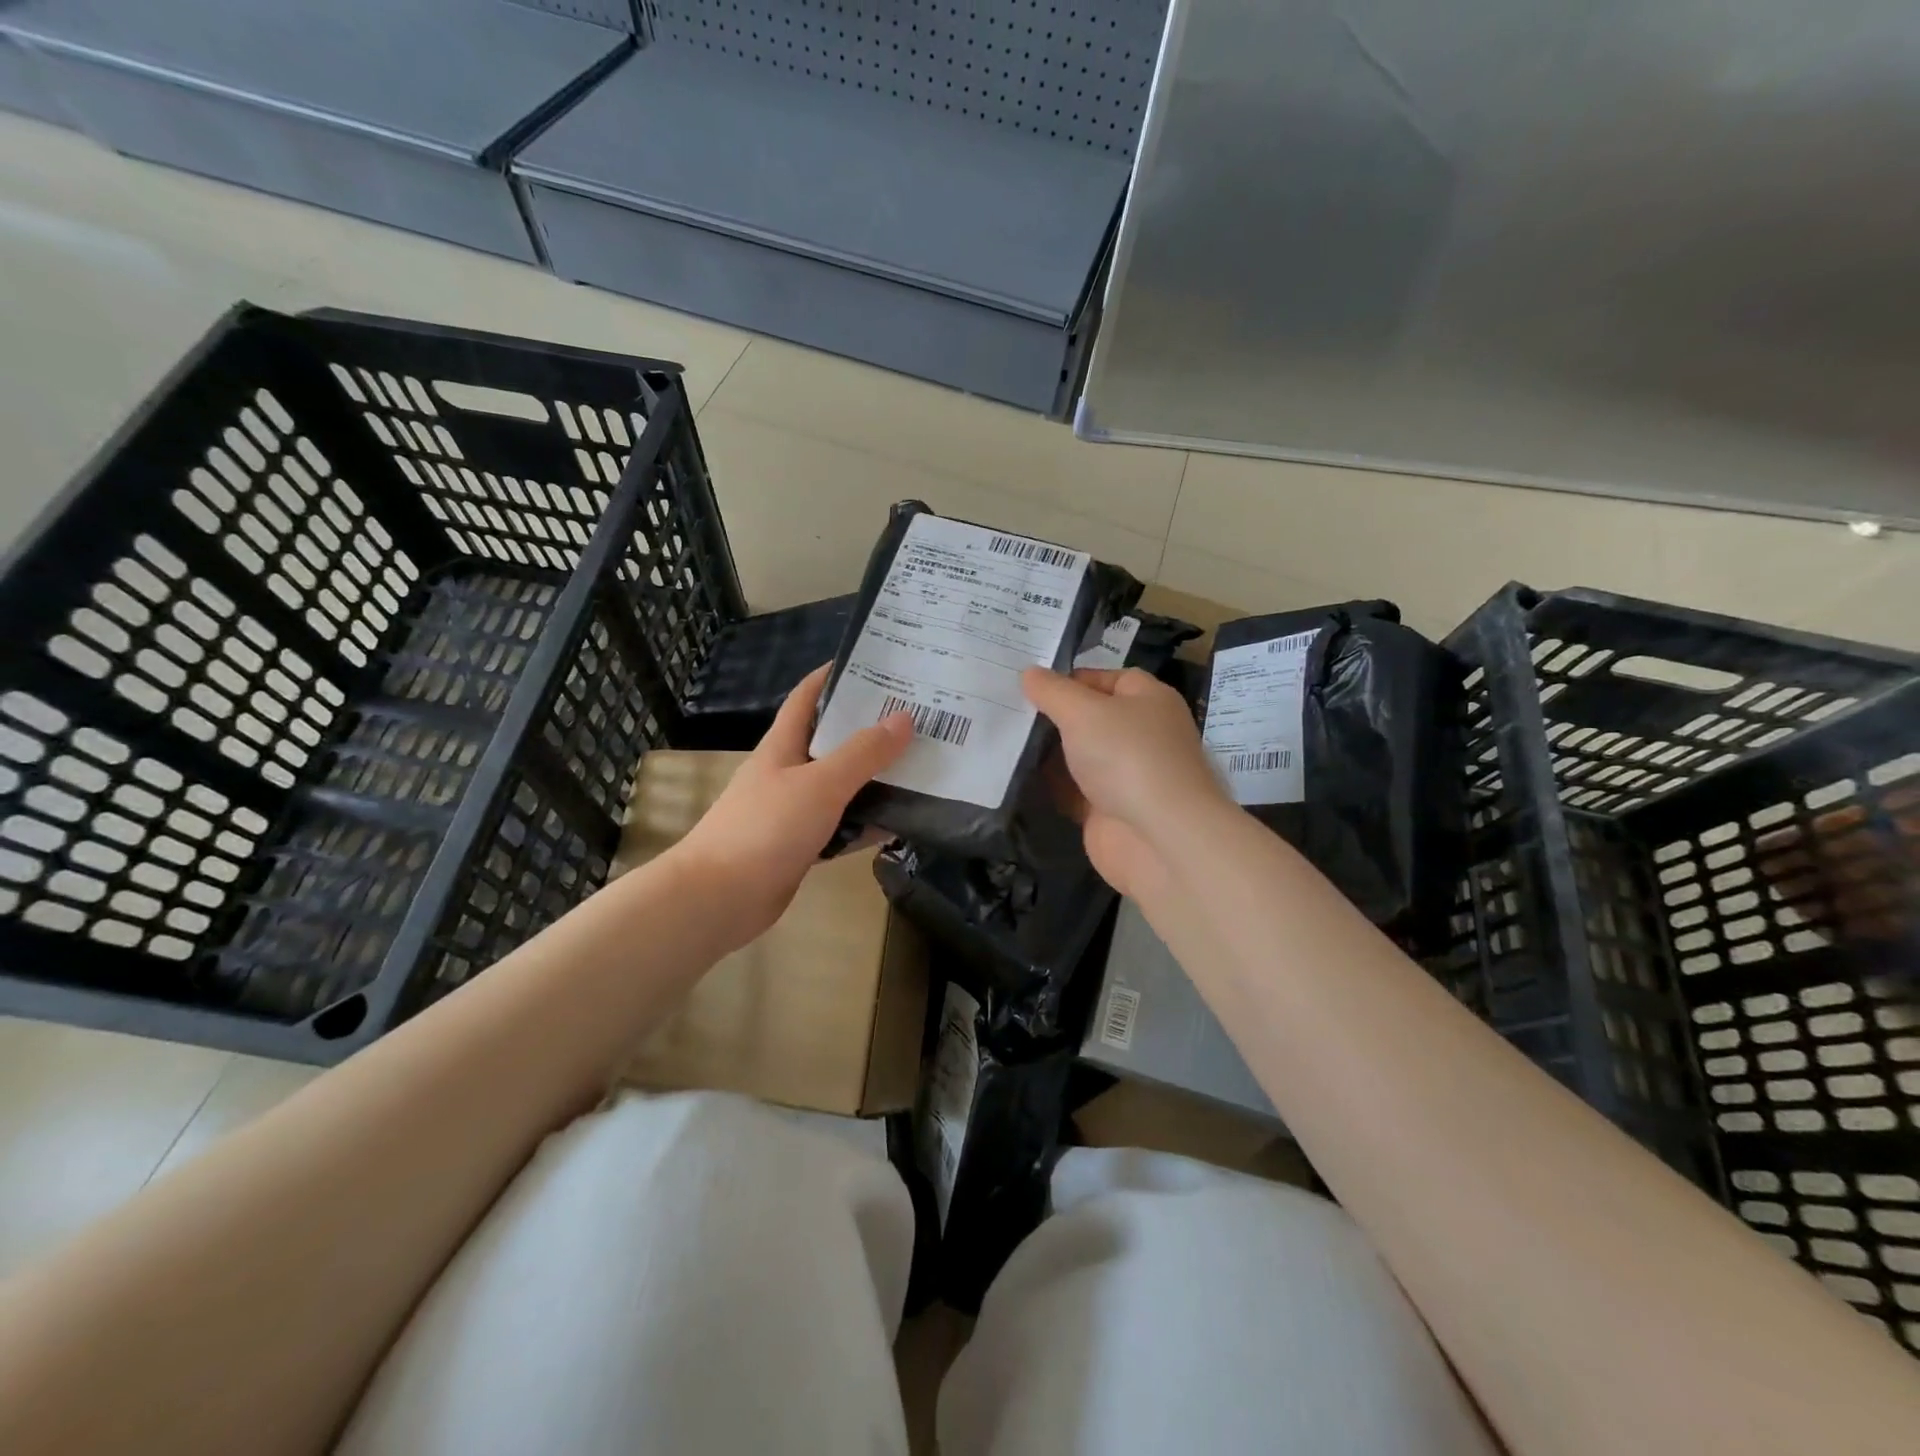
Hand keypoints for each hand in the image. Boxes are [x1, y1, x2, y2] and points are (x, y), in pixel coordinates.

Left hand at [675, 665, 910, 946]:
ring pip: (842, 785)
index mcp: (784, 745)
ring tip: (922, 765)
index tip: (877, 664)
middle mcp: (789, 771)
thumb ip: (863, 753)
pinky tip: (903, 821)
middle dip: (871, 728)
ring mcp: (795, 809)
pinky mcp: (802, 844)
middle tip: (918, 718)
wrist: (720, 897)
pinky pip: (843, 825)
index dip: (836, 675)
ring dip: (876, 778)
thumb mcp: (820, 784)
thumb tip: (904, 718)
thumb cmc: (765, 828)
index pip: (809, 696)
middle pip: (833, 740)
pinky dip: (868, 822)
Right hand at [1022, 666, 1232, 899]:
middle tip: (1004, 708)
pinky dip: (1049, 786)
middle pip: (1089, 717)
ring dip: (1046, 752)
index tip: (1026, 684)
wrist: (1159, 838)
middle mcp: (1139, 733)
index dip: (1067, 679)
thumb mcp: (1083, 711)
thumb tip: (1030, 673)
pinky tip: (1014, 775)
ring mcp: (1125, 774)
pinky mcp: (1108, 809)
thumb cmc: (1127, 757)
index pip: (1104, 678)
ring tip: (999, 738)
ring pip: (1078, 755)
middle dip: (1051, 715)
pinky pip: (1072, 790)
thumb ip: (1053, 691)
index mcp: (1147, 699)